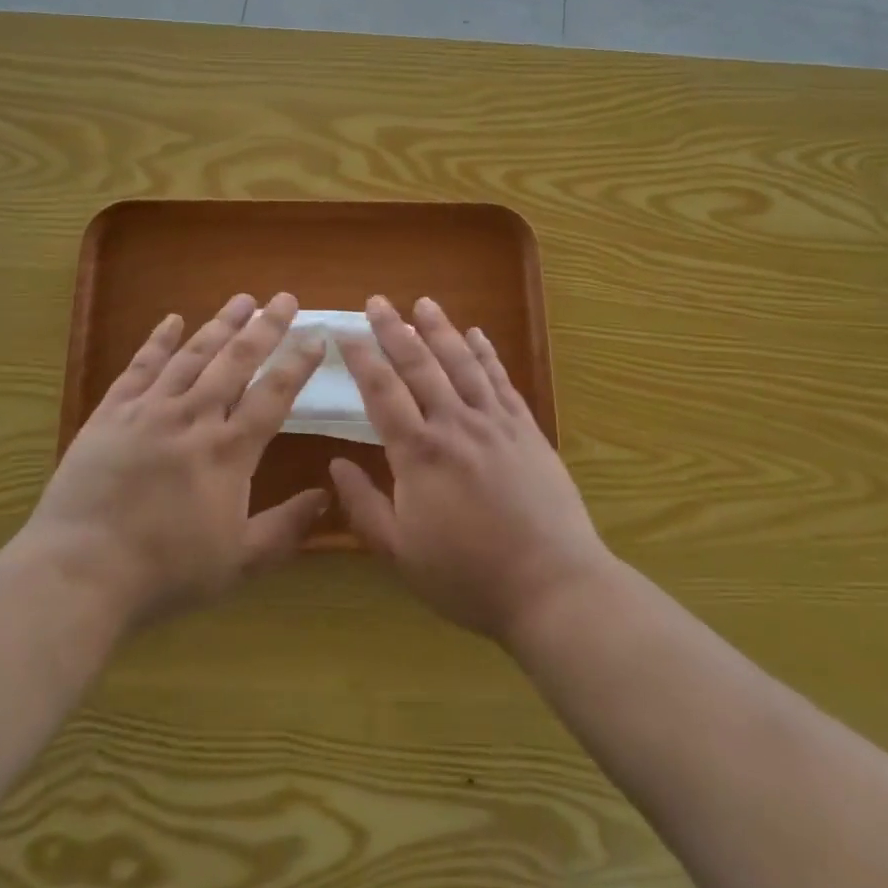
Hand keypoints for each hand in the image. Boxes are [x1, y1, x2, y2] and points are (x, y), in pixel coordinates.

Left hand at [15, 292, 329, 627]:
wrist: (80, 571)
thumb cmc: (165, 571)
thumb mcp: (239, 562)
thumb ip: (286, 528)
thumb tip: (326, 496)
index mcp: (229, 451)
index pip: (274, 394)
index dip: (298, 363)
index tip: (317, 335)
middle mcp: (194, 417)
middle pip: (236, 361)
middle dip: (265, 327)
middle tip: (284, 298)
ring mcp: (150, 410)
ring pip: (193, 355)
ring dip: (220, 324)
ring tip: (243, 299)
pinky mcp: (112, 412)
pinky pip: (140, 366)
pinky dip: (157, 340)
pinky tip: (172, 319)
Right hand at [329, 295, 612, 641]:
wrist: (552, 586)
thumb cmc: (469, 576)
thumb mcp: (401, 554)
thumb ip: (365, 506)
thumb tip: (335, 464)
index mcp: (419, 453)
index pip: (382, 392)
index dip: (361, 358)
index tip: (345, 332)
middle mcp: (454, 424)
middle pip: (419, 365)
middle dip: (394, 330)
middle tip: (377, 301)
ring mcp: (495, 422)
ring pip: (462, 363)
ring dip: (440, 329)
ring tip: (423, 303)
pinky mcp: (526, 429)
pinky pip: (501, 380)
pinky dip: (487, 353)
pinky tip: (477, 334)